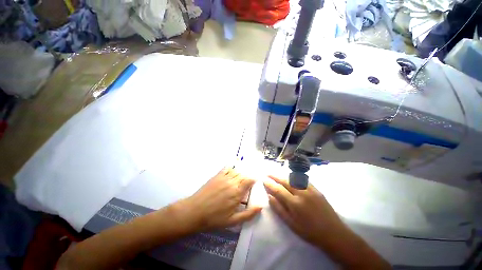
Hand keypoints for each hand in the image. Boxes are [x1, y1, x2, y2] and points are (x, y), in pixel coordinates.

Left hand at [174, 167, 261, 232]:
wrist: (194, 212)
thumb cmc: (214, 218)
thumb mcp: (233, 221)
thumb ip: (248, 214)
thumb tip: (261, 206)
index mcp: (237, 193)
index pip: (249, 180)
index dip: (254, 178)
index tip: (256, 181)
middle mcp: (232, 182)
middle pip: (244, 174)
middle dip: (249, 175)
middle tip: (250, 179)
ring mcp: (224, 177)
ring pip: (237, 170)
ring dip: (242, 171)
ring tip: (243, 174)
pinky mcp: (217, 175)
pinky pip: (227, 167)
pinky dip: (232, 166)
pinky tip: (234, 166)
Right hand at [263, 175, 345, 246]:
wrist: (333, 233)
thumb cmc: (310, 232)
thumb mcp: (291, 224)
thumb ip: (279, 209)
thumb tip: (270, 197)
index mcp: (294, 203)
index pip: (278, 189)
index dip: (270, 184)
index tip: (264, 179)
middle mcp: (302, 193)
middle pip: (285, 181)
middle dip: (275, 176)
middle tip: (268, 174)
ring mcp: (310, 190)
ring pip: (293, 178)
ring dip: (284, 175)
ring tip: (277, 175)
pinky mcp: (317, 189)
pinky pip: (303, 180)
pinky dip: (295, 177)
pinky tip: (291, 177)